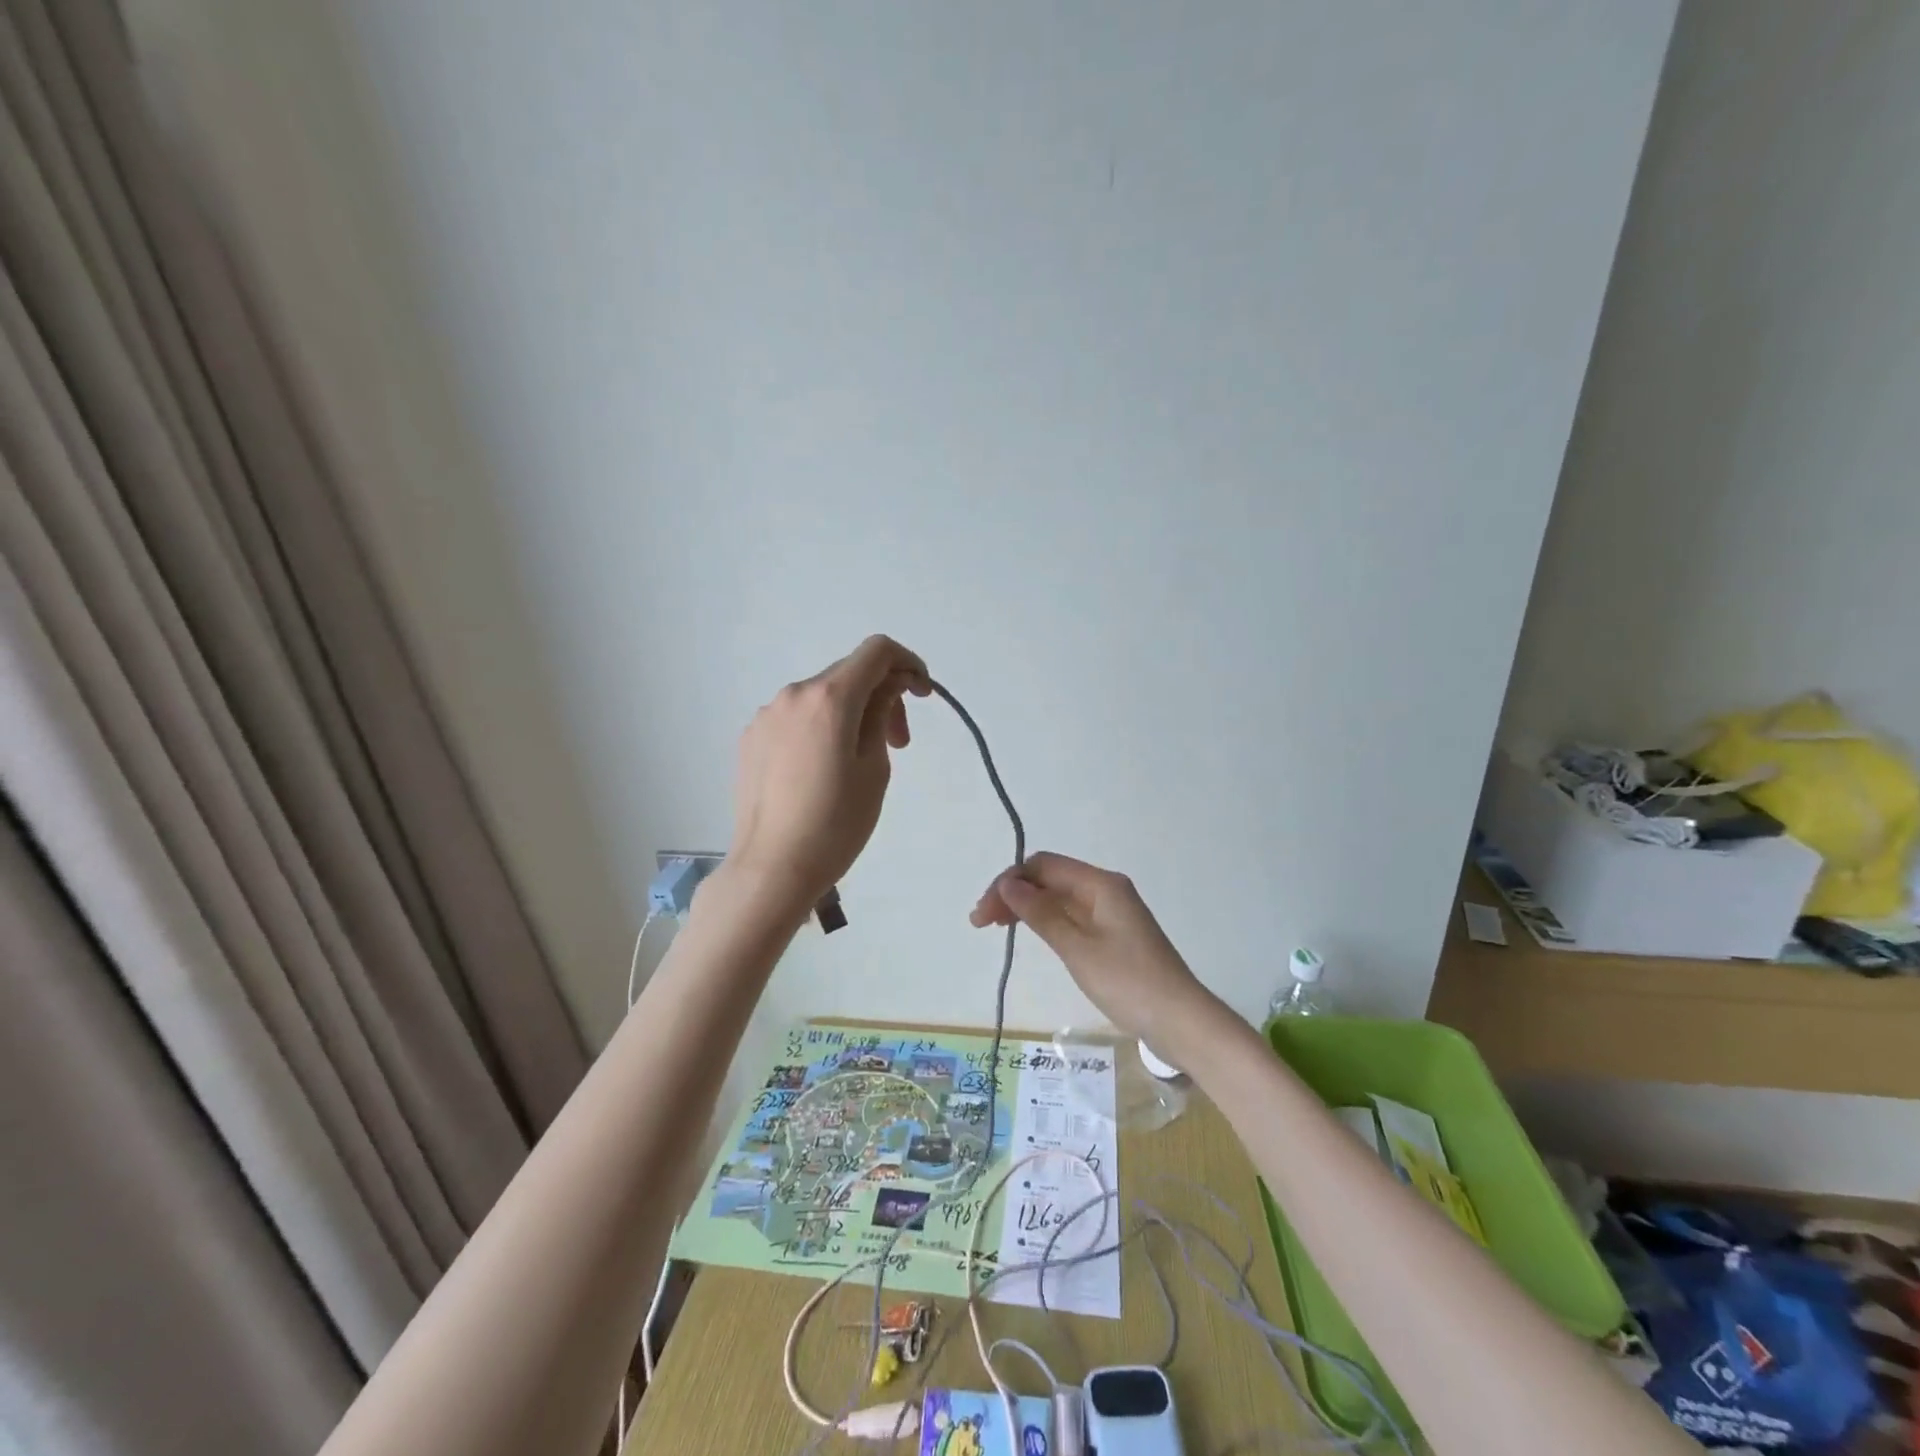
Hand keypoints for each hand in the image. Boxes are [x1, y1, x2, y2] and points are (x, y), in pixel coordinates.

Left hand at [728, 635, 930, 914]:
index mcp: (829, 698)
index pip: (877, 651)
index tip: (922, 695)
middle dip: (882, 697)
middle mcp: (793, 694)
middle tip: (898, 744)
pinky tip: (823, 771)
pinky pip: (796, 718)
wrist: (773, 868)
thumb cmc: (836, 823)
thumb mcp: (875, 767)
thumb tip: (890, 683)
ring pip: (821, 697)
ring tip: (859, 761)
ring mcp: (766, 716)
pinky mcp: (751, 739)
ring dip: (851, 714)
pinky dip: (821, 728)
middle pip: (849, 674)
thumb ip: (882, 712)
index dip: (908, 663)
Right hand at [970, 852, 1217, 1050]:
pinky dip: (1047, 921)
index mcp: (1100, 884)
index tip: (984, 912)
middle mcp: (1106, 889)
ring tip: (997, 927)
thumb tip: (1007, 884)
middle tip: (981, 923)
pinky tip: (1031, 934)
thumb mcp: (1077, 948)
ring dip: (1027, 908)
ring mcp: (1111, 912)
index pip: (1043, 866)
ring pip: (1059, 898)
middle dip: (1014, 894)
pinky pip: (1072, 916)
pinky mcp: (1113, 934)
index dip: (1009, 882)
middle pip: (1050, 879)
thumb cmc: (1128, 982)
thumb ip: (1040, 914)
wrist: (1181, 1021)